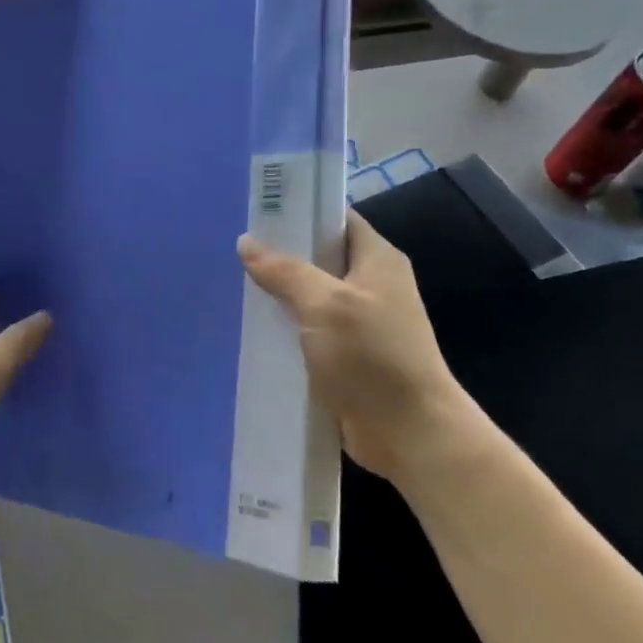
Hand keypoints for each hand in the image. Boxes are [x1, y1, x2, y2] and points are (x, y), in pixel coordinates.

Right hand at [237, 212, 471, 480]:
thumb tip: (247, 242)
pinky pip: (310, 330)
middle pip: (320, 257)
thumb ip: (285, 271)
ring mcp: (360, 323)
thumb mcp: (324, 305)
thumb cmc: (372, 357)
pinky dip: (285, 327)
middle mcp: (371, 285)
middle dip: (281, 254)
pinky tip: (251, 328)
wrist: (409, 432)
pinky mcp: (347, 356)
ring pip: (311, 296)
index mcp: (377, 260)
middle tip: (233, 249)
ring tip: (232, 284)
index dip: (301, 211)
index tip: (258, 210)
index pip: (337, 219)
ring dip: (279, 294)